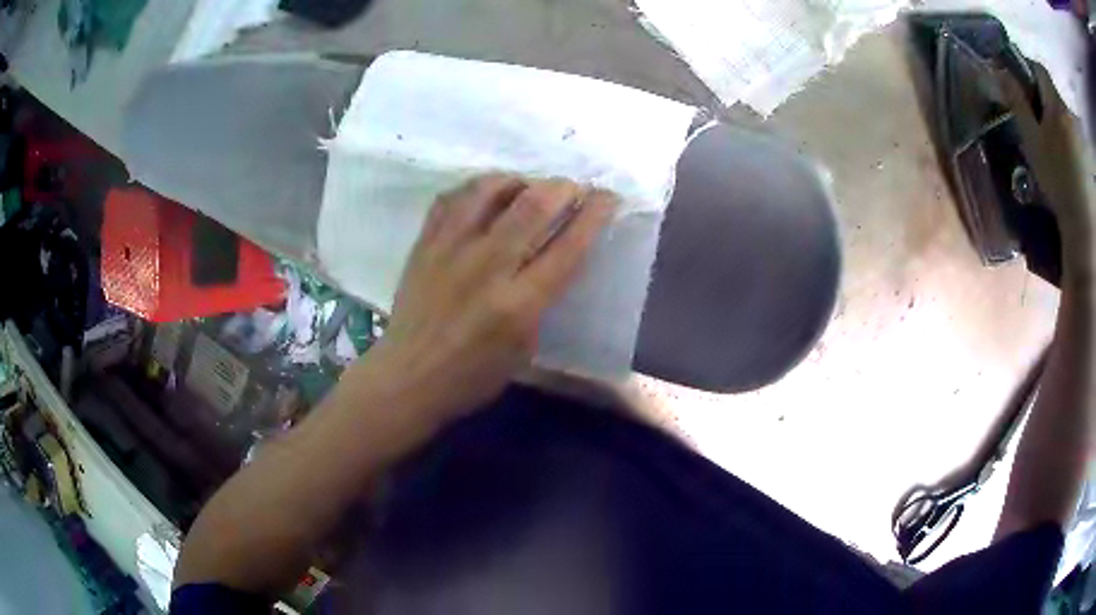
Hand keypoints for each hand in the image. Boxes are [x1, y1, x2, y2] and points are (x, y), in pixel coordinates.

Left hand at [359, 174, 616, 420]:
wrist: (408, 377)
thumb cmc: (472, 376)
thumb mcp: (525, 349)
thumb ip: (543, 300)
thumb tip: (555, 254)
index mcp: (519, 305)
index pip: (568, 246)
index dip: (594, 214)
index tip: (608, 197)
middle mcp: (486, 268)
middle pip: (533, 206)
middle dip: (562, 188)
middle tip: (571, 189)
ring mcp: (449, 250)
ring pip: (489, 190)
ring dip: (518, 181)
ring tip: (527, 187)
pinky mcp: (424, 244)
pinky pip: (452, 198)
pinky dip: (476, 188)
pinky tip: (486, 195)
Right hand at [1000, 62, 1095, 271]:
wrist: (1080, 223)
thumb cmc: (1056, 179)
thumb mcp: (1032, 140)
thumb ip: (1018, 102)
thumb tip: (1000, 70)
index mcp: (1056, 105)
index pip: (1039, 70)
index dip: (1030, 69)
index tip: (1023, 81)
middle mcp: (1067, 113)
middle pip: (1052, 91)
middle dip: (1044, 95)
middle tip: (1037, 114)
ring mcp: (1077, 133)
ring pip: (1062, 111)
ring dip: (1055, 115)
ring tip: (1051, 137)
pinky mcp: (1083, 152)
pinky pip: (1070, 129)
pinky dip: (1065, 132)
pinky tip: (1063, 151)